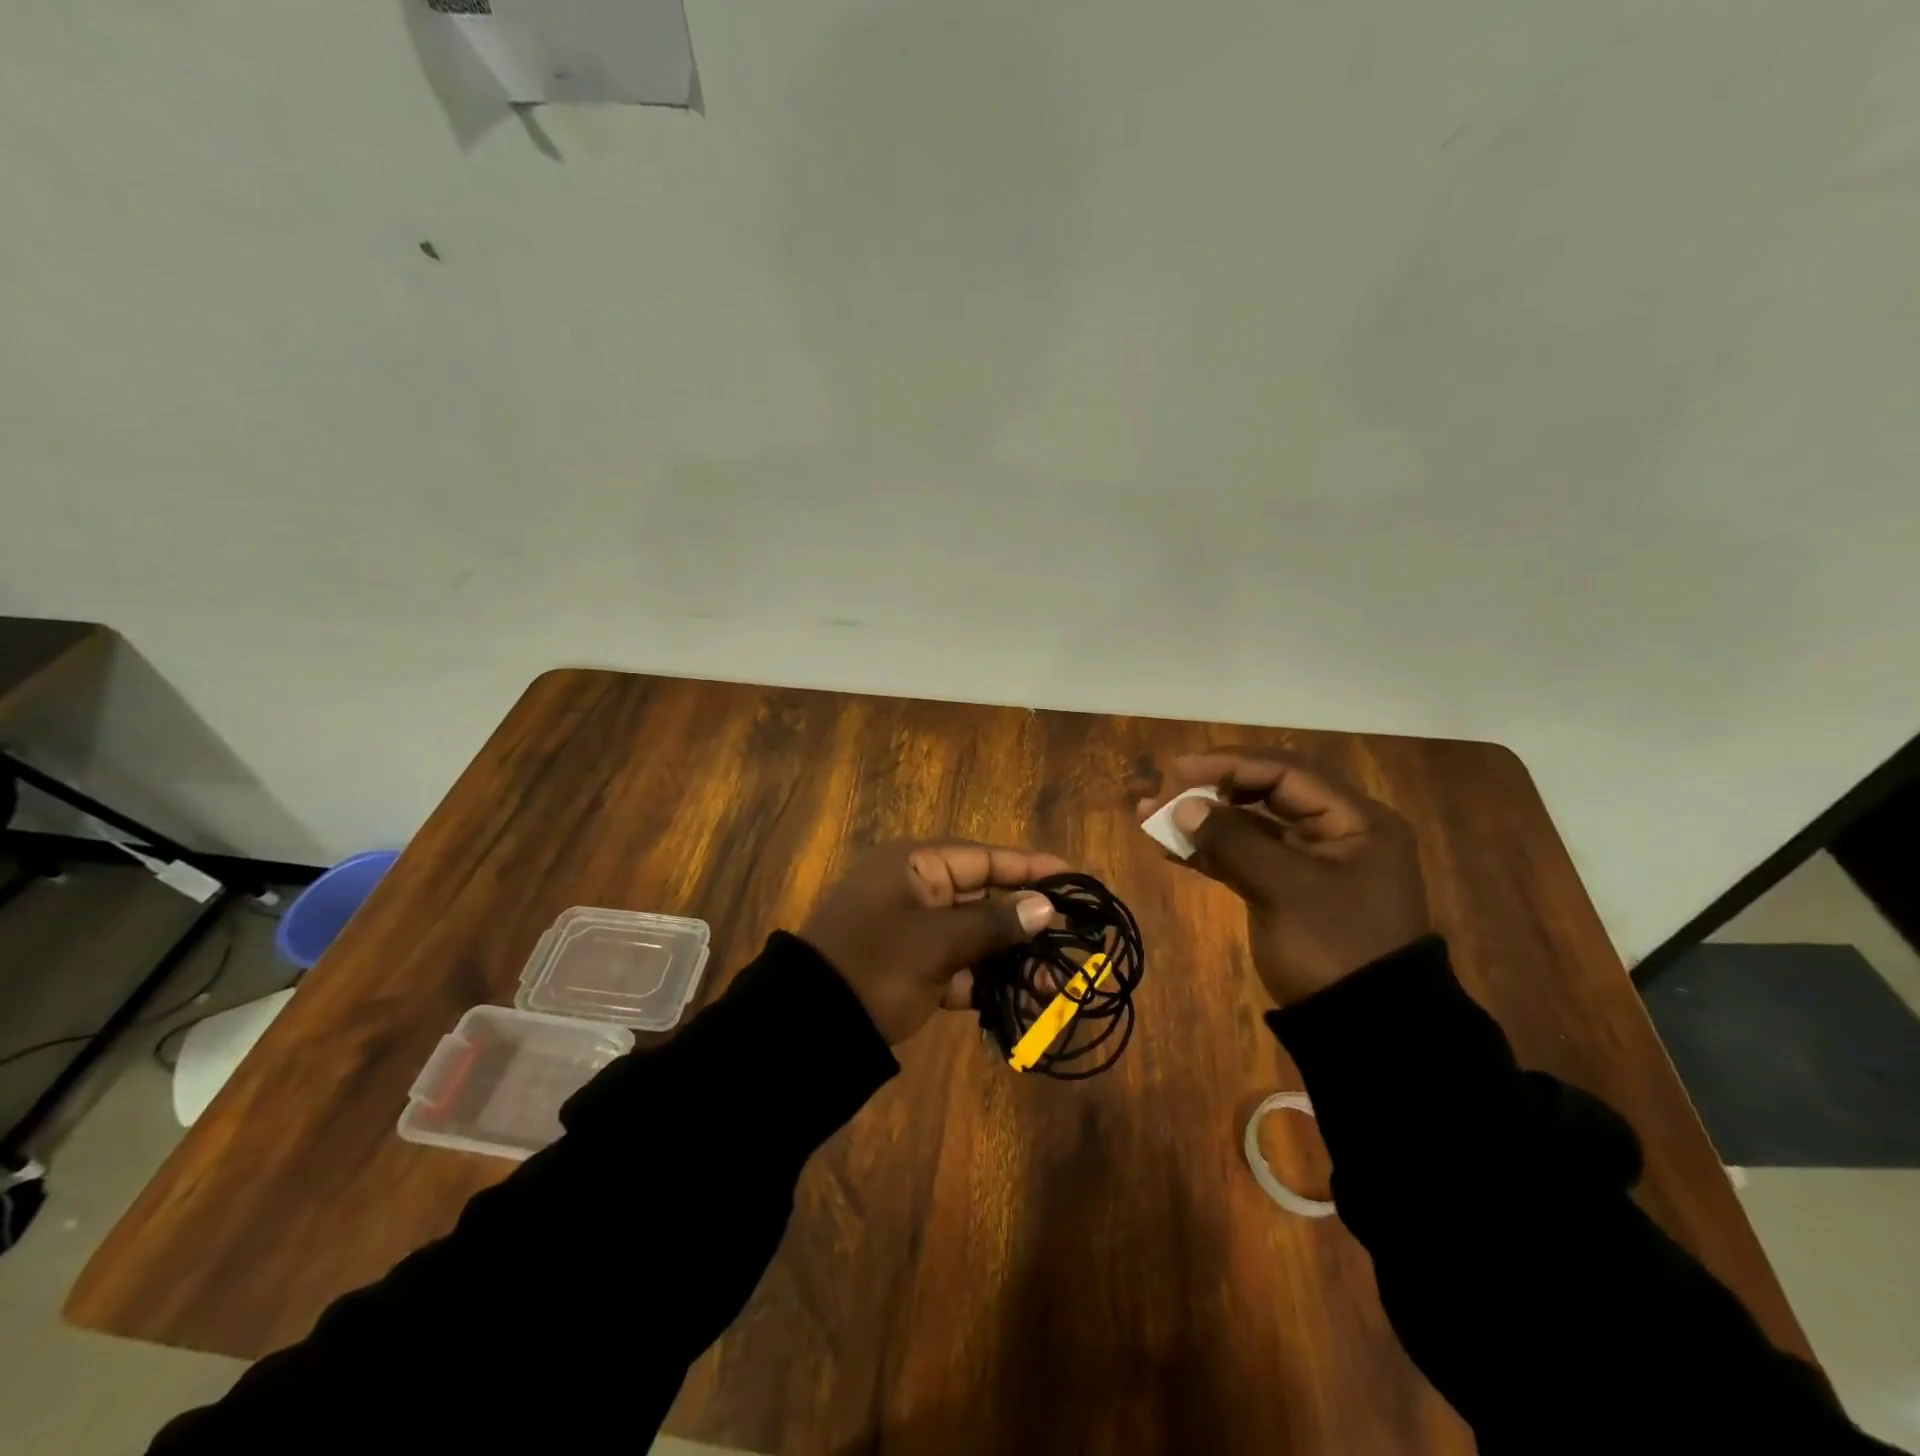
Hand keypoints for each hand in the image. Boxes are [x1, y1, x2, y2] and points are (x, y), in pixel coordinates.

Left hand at [801, 841, 1066, 1043]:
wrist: (809, 1027)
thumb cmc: (877, 966)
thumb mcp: (937, 942)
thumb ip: (994, 923)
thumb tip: (1046, 906)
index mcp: (916, 866)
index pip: (984, 858)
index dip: (1030, 868)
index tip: (1074, 877)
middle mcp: (916, 890)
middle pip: (984, 897)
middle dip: (1027, 921)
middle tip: (1072, 938)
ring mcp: (913, 930)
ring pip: (974, 935)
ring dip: (1011, 957)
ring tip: (1055, 981)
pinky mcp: (911, 967)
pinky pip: (958, 965)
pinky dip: (985, 980)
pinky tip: (1021, 999)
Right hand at [1138, 750, 1429, 1004]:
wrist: (1366, 1029)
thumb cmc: (1334, 946)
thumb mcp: (1285, 889)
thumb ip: (1233, 841)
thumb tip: (1183, 808)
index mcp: (1355, 820)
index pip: (1286, 772)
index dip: (1230, 765)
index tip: (1178, 770)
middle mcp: (1336, 832)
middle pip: (1265, 795)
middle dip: (1210, 792)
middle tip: (1163, 793)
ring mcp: (1310, 864)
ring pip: (1249, 828)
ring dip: (1203, 822)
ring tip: (1150, 818)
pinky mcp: (1288, 892)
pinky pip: (1245, 859)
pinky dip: (1210, 853)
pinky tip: (1171, 849)